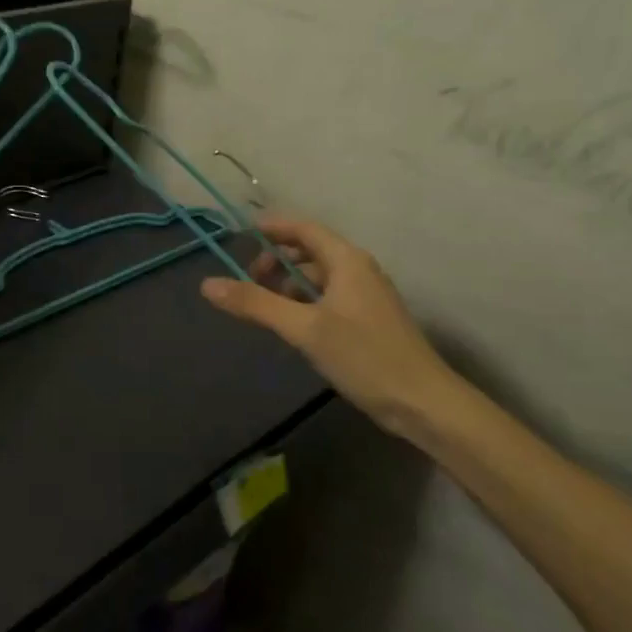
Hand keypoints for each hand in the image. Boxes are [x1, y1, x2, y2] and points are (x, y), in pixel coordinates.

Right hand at [201, 217, 463, 442]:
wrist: (424, 404)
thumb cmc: (364, 357)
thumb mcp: (303, 329)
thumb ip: (256, 304)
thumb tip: (208, 284)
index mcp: (347, 261)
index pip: (304, 228)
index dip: (272, 227)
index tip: (241, 234)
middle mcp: (358, 270)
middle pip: (310, 250)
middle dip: (277, 259)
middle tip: (249, 280)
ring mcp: (366, 296)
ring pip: (319, 276)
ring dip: (290, 282)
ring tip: (265, 305)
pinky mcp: (368, 320)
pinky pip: (328, 296)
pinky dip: (304, 300)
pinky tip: (292, 324)